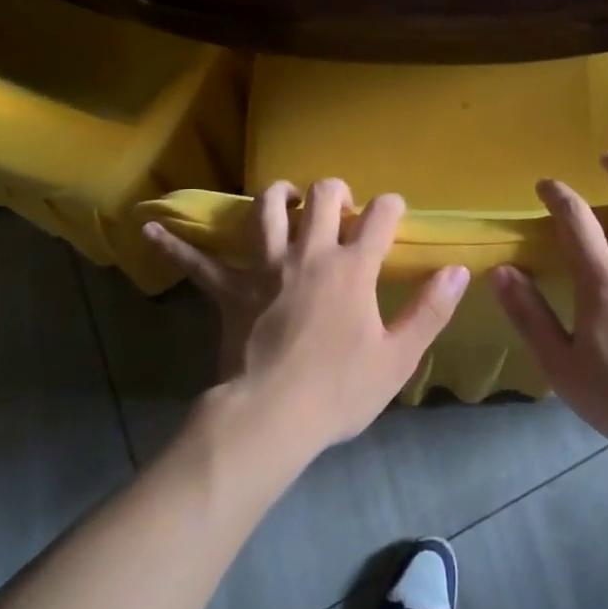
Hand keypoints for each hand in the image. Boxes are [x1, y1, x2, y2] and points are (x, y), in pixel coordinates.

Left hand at [143, 179, 468, 453]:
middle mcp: (309, 254)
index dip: (391, 206)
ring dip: (276, 197)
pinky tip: (148, 228)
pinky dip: (175, 245)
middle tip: (338, 204)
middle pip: (320, 196)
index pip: (379, 216)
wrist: (271, 418)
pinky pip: (198, 261)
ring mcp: (265, 266)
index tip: (393, 211)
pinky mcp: (230, 289)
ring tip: (284, 200)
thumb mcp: (398, 357)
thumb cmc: (339, 390)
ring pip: (266, 209)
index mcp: (352, 267)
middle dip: (333, 190)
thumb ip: (430, 310)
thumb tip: (459, 271)